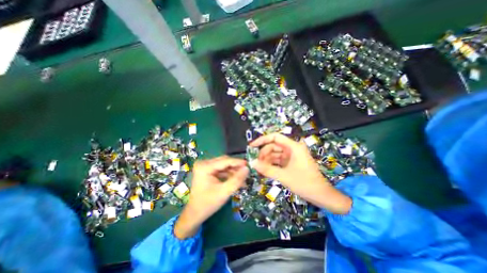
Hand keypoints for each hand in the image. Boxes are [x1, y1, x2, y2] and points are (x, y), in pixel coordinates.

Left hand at [175, 156, 248, 238]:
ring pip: (224, 165)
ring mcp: (205, 166)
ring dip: (233, 171)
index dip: (238, 162)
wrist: (195, 214)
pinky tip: (236, 180)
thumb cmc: (208, 204)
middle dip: (236, 167)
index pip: (225, 161)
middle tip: (247, 172)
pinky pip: (221, 169)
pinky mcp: (207, 170)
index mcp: (205, 167)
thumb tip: (247, 168)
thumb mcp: (224, 192)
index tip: (249, 164)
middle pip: (224, 161)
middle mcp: (204, 163)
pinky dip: (229, 174)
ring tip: (243, 178)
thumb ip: (237, 180)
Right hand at [251, 133, 349, 213]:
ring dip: (267, 160)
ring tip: (259, 169)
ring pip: (275, 154)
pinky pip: (278, 161)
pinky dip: (272, 165)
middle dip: (264, 154)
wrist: (322, 195)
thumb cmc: (305, 183)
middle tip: (256, 163)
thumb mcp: (284, 176)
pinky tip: (265, 170)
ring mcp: (292, 156)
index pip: (275, 137)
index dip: (262, 140)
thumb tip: (252, 163)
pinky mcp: (291, 163)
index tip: (252, 146)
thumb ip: (267, 169)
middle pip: (273, 146)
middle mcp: (293, 149)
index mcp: (293, 147)